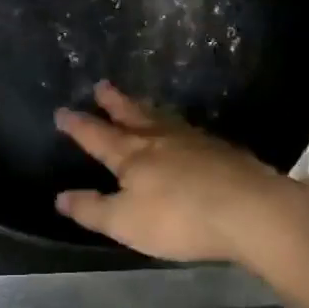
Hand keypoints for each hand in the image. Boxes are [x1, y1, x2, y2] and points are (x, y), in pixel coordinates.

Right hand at [54, 82, 308, 272]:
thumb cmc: (179, 218)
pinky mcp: (219, 149)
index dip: (78, 125)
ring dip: (144, 108)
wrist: (248, 209)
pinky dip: (174, 124)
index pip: (97, 136)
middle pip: (131, 115)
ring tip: (137, 101)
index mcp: (131, 155)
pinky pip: (186, 128)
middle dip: (113, 102)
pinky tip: (181, 130)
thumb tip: (60, 197)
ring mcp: (192, 140)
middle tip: (101, 85)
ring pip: (161, 118)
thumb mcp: (126, 222)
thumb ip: (92, 209)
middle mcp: (158, 139)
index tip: (61, 111)